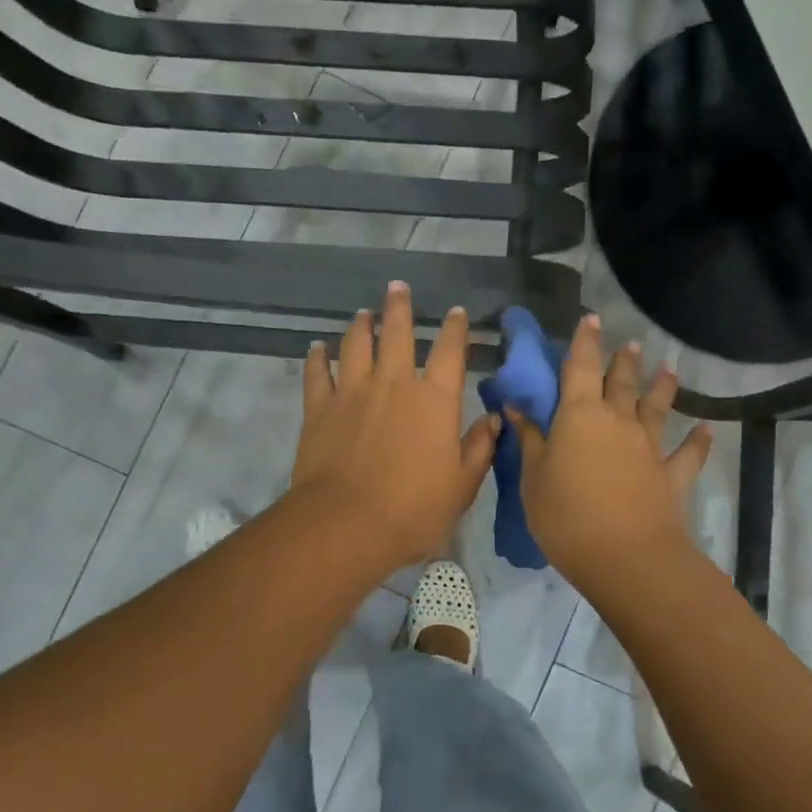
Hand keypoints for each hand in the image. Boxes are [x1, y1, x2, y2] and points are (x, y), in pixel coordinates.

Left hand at [291, 282, 499, 573]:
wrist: (347, 524)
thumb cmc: (414, 509)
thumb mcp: (462, 485)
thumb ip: (479, 448)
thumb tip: (493, 419)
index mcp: (434, 400)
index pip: (449, 352)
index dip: (454, 330)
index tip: (455, 313)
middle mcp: (394, 384)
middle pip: (396, 334)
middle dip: (399, 308)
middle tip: (397, 287)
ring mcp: (353, 392)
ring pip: (356, 345)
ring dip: (361, 325)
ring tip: (362, 313)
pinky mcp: (319, 408)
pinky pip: (317, 373)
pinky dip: (317, 357)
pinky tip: (317, 347)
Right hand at [503, 315, 711, 588]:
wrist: (625, 556)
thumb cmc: (566, 515)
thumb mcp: (533, 479)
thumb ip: (529, 440)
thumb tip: (516, 408)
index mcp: (579, 416)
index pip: (579, 368)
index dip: (584, 342)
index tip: (590, 319)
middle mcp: (617, 421)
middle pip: (620, 382)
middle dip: (622, 360)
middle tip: (630, 343)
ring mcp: (648, 446)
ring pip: (656, 407)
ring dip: (662, 386)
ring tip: (669, 368)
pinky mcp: (671, 475)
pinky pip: (688, 453)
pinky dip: (698, 440)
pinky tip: (707, 428)